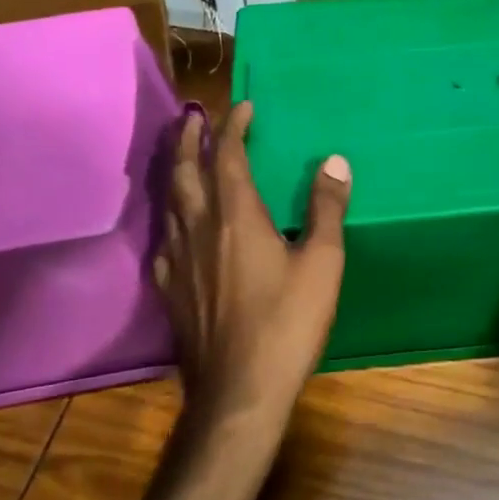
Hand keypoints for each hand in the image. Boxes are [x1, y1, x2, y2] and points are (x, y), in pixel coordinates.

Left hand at [154, 102, 351, 422]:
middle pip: (186, 170)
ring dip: (175, 170)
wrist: (238, 392)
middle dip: (189, 138)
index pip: (229, 156)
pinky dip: (170, 216)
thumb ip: (326, 209)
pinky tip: (176, 226)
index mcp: (236, 215)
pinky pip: (164, 238)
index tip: (243, 107)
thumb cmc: (287, 323)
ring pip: (169, 201)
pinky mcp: (168, 289)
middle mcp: (199, 227)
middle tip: (193, 117)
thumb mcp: (322, 263)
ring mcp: (177, 259)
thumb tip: (334, 161)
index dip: (234, 126)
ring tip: (181, 158)